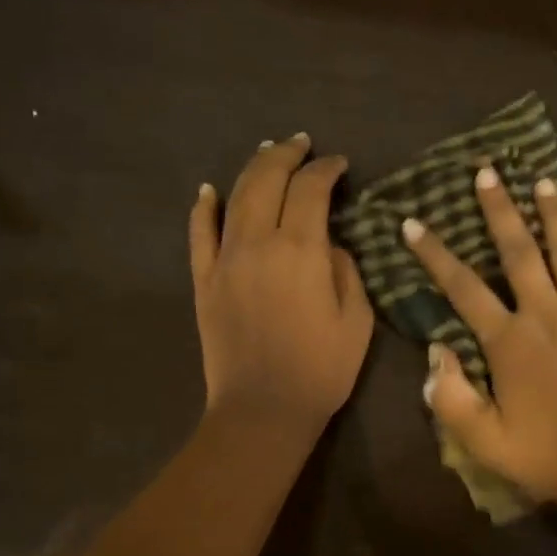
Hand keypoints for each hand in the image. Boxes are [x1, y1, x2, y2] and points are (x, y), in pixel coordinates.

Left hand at [189, 134, 373, 434]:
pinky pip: (199, 234)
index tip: (339, 165)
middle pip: (267, 179)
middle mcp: (258, 243)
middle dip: (286, 154)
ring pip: (234, 197)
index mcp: (301, 251)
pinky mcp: (204, 281)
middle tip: (302, 145)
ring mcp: (224, 260)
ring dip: (252, 169)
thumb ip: (347, 272)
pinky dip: (204, 208)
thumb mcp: (357, 321)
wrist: (264, 410)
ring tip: (267, 152)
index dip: (326, 170)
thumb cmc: (322, 370)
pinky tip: (209, 191)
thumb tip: (330, 246)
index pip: (311, 190)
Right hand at [403, 166, 556, 501]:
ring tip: (542, 181)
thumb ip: (450, 398)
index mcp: (509, 341)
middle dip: (499, 210)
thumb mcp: (484, 440)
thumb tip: (433, 353)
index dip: (434, 254)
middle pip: (519, 251)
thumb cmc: (547, 455)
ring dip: (554, 214)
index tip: (413, 223)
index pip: (463, 288)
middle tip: (487, 172)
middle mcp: (546, 314)